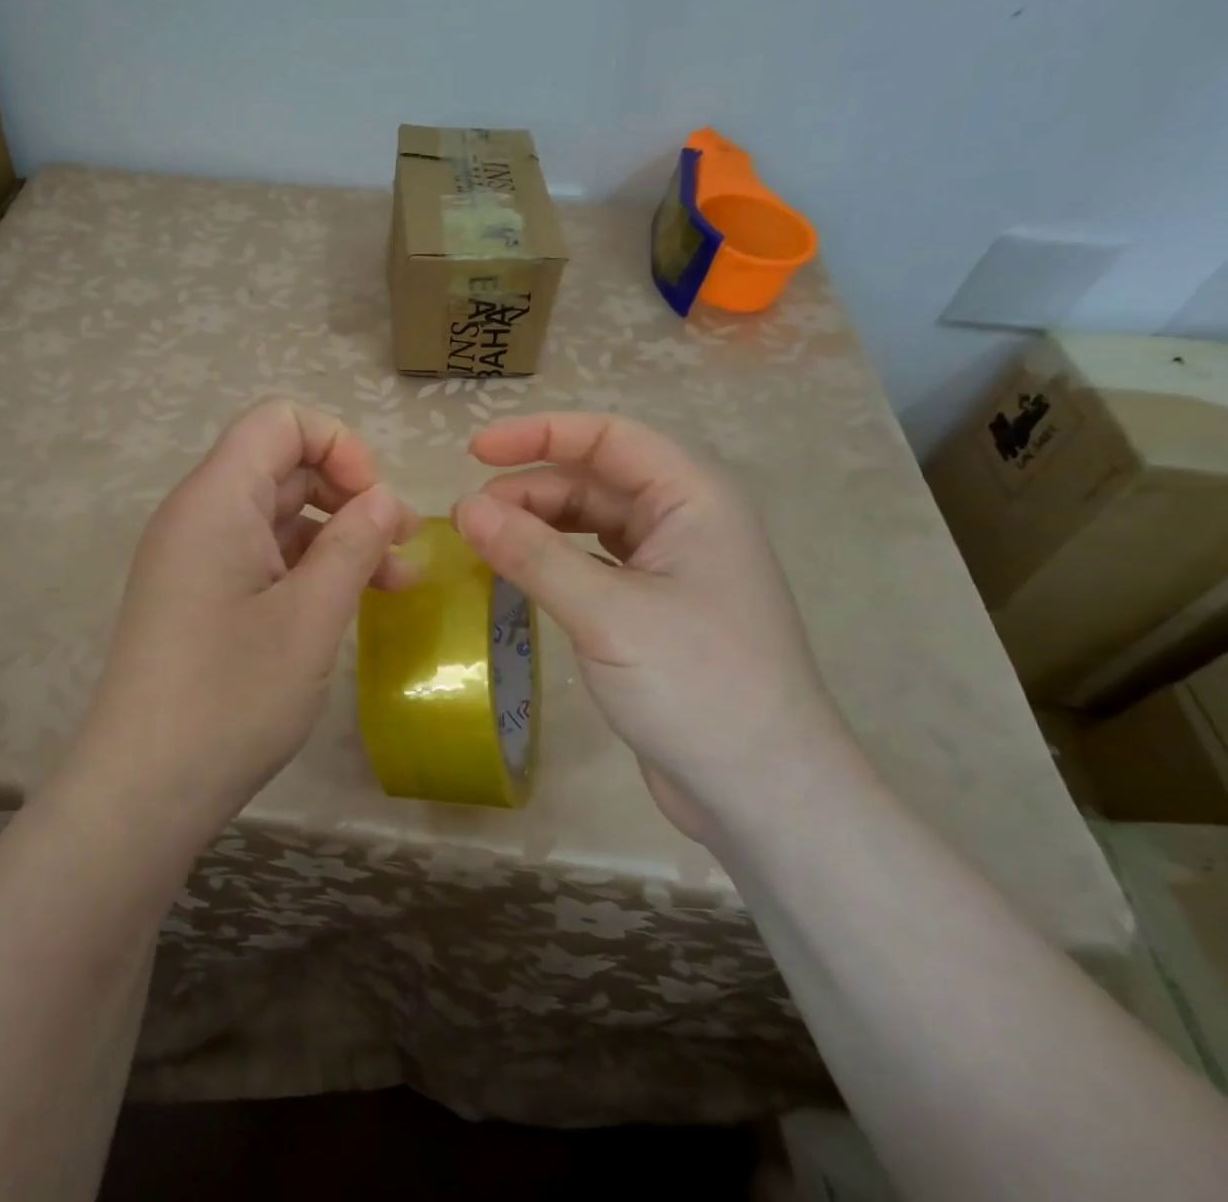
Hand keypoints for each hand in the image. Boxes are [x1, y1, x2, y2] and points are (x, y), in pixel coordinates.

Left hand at [69, 399, 418, 845]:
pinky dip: (308, 567)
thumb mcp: (311, 617)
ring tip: (394, 583)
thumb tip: (384, 499)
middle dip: (349, 494)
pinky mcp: (199, 595)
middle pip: (282, 466)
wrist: (142, 790)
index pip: (280, 422)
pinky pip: (261, 556)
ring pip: (277, 516)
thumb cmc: (231, 696)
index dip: (339, 445)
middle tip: (402, 545)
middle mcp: (199, 515)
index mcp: (216, 500)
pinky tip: (348, 603)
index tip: (375, 502)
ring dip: (337, 537)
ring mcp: (196, 557)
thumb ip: (354, 544)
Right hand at [451, 412, 863, 842]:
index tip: (475, 451)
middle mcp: (684, 523)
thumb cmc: (699, 686)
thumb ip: (533, 554)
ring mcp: (670, 570)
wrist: (764, 793)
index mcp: (693, 500)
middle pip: (595, 481)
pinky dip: (551, 562)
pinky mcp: (651, 611)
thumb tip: (464, 507)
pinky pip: (592, 565)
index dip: (540, 434)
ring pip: (590, 524)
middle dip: (530, 488)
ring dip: (537, 525)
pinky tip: (517, 575)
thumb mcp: (607, 613)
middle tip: (467, 517)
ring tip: (482, 542)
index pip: (609, 438)